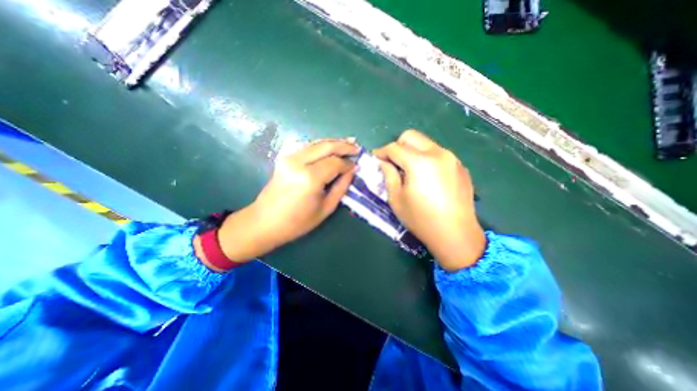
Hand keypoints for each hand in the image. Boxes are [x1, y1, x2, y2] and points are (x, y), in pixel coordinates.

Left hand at [214, 139, 358, 266]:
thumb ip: (341, 187)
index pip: (335, 163)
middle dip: (344, 145)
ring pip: (317, 143)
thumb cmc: (297, 222)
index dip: (348, 164)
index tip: (357, 166)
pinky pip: (308, 147)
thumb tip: (352, 171)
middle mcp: (299, 162)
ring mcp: (290, 157)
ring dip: (334, 142)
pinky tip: (331, 147)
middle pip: (326, 146)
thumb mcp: (326, 208)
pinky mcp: (285, 158)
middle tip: (357, 147)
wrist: (264, 221)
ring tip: (349, 143)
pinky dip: (322, 145)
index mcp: (310, 178)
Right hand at [376, 130, 484, 269]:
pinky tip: (426, 177)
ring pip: (426, 143)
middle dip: (397, 145)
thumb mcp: (396, 199)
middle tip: (392, 162)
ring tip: (409, 170)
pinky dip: (427, 158)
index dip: (381, 152)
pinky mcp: (460, 166)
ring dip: (413, 151)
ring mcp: (452, 158)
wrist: (456, 234)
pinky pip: (439, 154)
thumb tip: (383, 162)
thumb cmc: (421, 219)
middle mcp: (437, 153)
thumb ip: (388, 175)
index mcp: (419, 162)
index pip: (394, 147)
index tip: (376, 159)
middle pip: (411, 136)